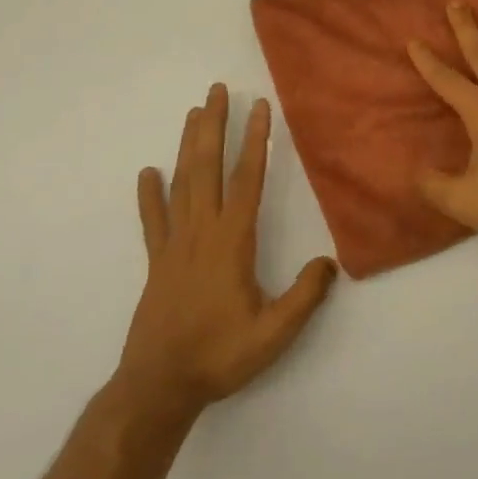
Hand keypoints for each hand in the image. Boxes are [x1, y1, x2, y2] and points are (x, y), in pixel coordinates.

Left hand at [118, 85, 337, 410]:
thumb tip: (330, 262)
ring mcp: (174, 245)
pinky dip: (149, 195)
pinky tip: (147, 173)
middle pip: (208, 168)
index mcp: (231, 241)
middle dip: (214, 126)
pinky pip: (152, 221)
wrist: (158, 387)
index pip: (246, 180)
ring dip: (187, 145)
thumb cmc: (219, 356)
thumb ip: (304, 296)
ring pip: (181, 184)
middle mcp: (201, 232)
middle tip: (216, 90)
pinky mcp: (156, 262)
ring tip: (193, 112)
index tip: (259, 107)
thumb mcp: (273, 333)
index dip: (255, 141)